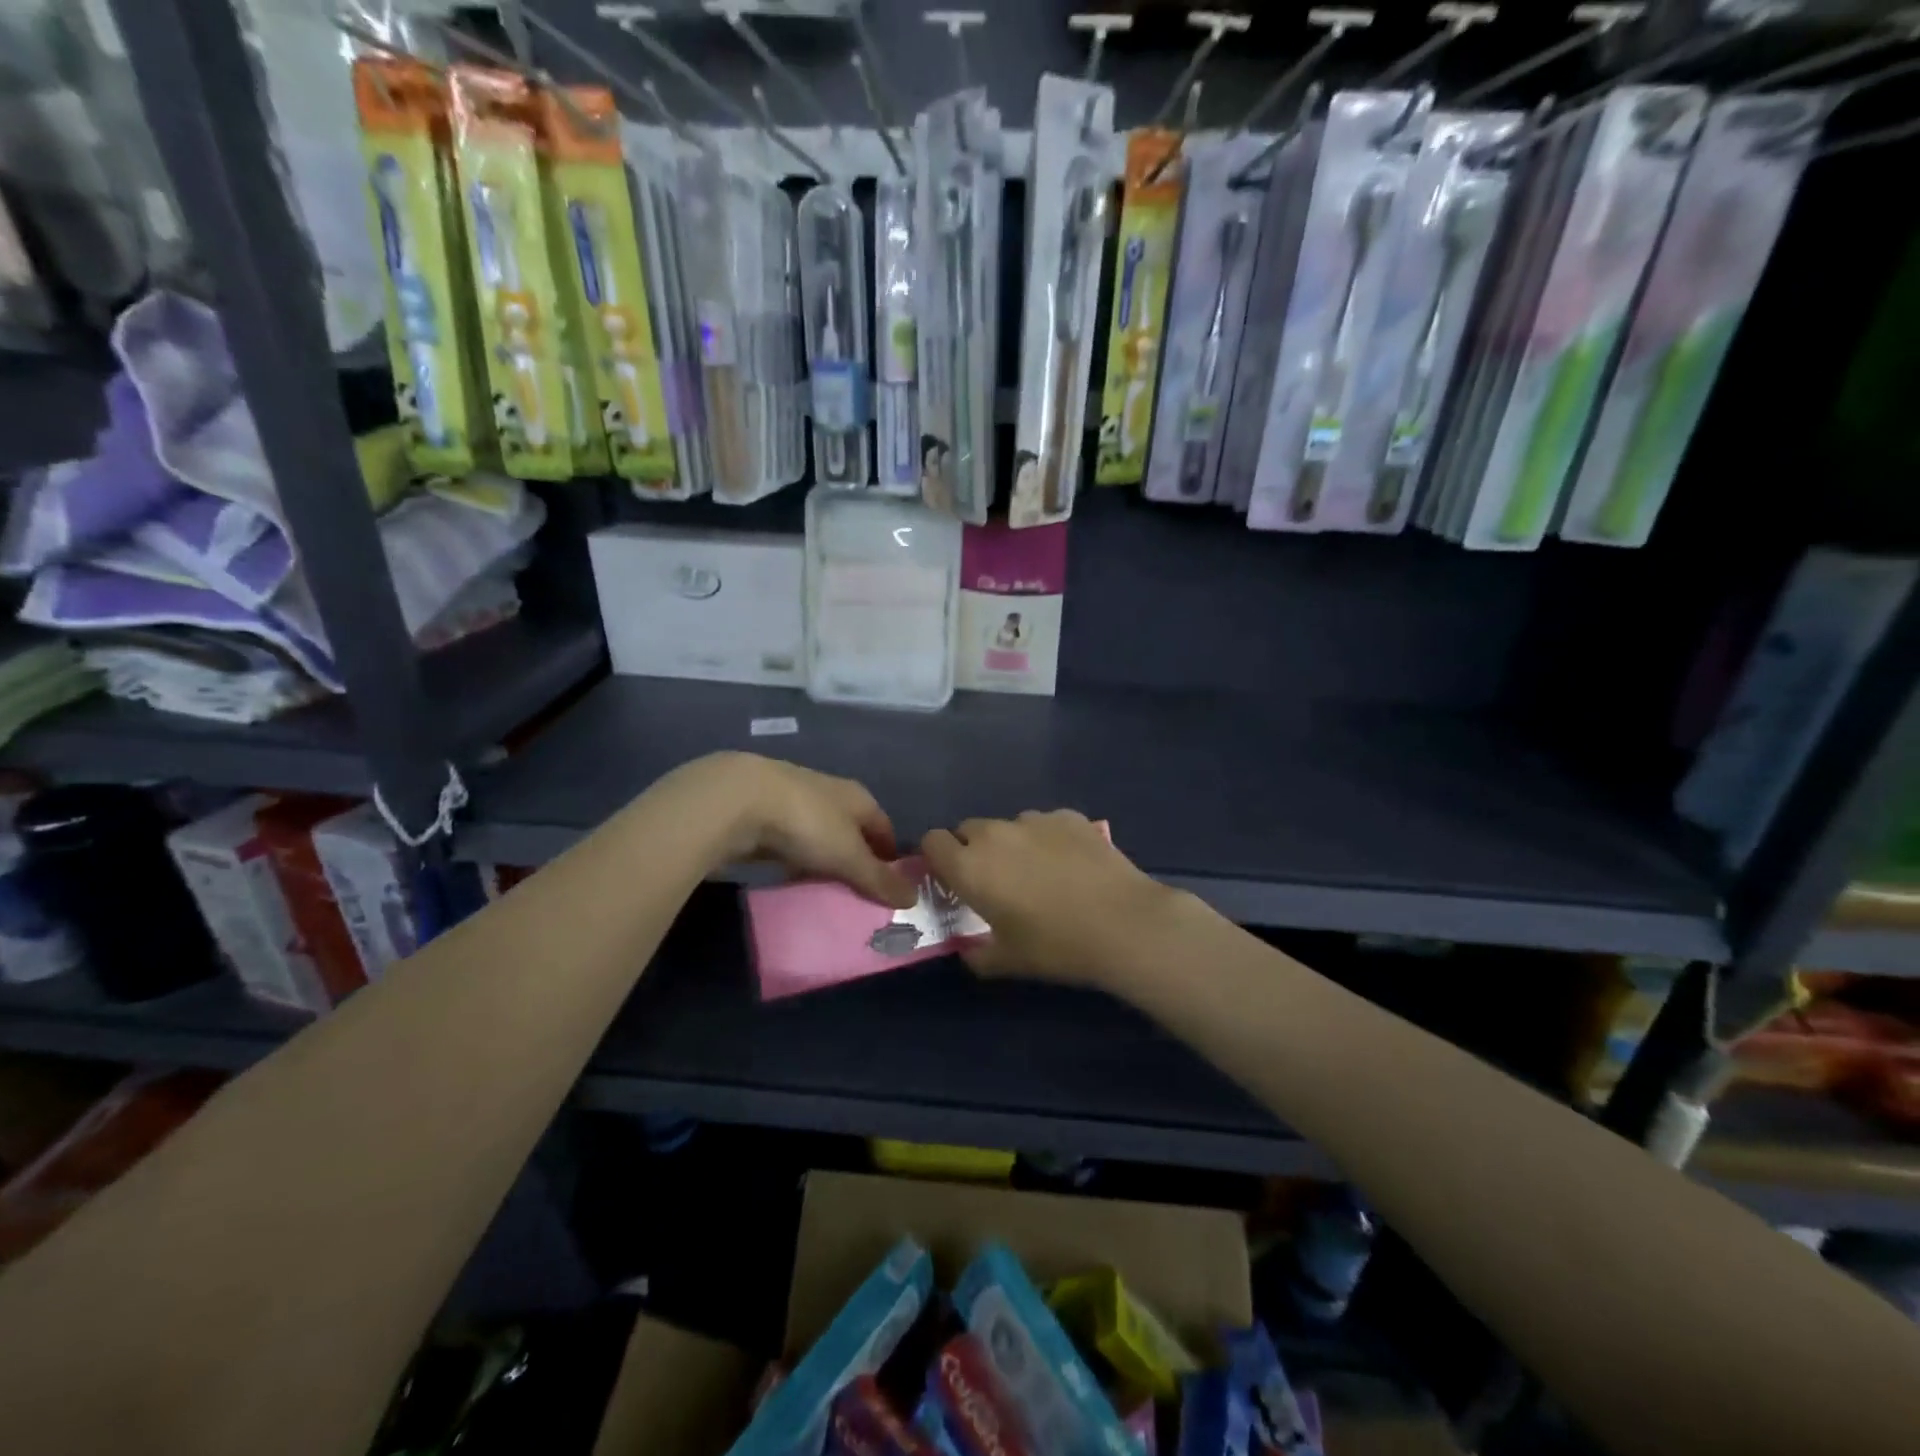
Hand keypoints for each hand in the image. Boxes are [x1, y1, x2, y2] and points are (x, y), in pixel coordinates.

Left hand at [664, 753, 916, 908]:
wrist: (736, 800)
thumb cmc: (807, 823)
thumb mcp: (848, 856)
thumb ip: (879, 878)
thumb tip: (915, 898)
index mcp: (857, 797)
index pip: (884, 826)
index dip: (890, 854)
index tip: (891, 884)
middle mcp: (830, 792)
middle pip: (851, 829)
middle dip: (856, 858)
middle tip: (859, 894)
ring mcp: (794, 800)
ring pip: (819, 834)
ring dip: (823, 858)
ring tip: (825, 890)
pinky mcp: (762, 813)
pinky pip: (789, 841)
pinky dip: (794, 858)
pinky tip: (790, 877)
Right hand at [920, 811, 1196, 990]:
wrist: (1123, 924)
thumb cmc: (1056, 946)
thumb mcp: (1008, 961)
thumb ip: (976, 955)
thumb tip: (968, 950)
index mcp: (970, 867)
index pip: (932, 841)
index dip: (938, 858)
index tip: (953, 879)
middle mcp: (995, 834)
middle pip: (969, 829)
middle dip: (974, 850)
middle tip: (997, 881)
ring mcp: (1034, 820)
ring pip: (1009, 826)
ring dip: (1012, 844)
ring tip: (1040, 873)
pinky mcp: (1068, 816)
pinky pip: (1045, 824)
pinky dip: (1048, 839)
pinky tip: (1071, 865)